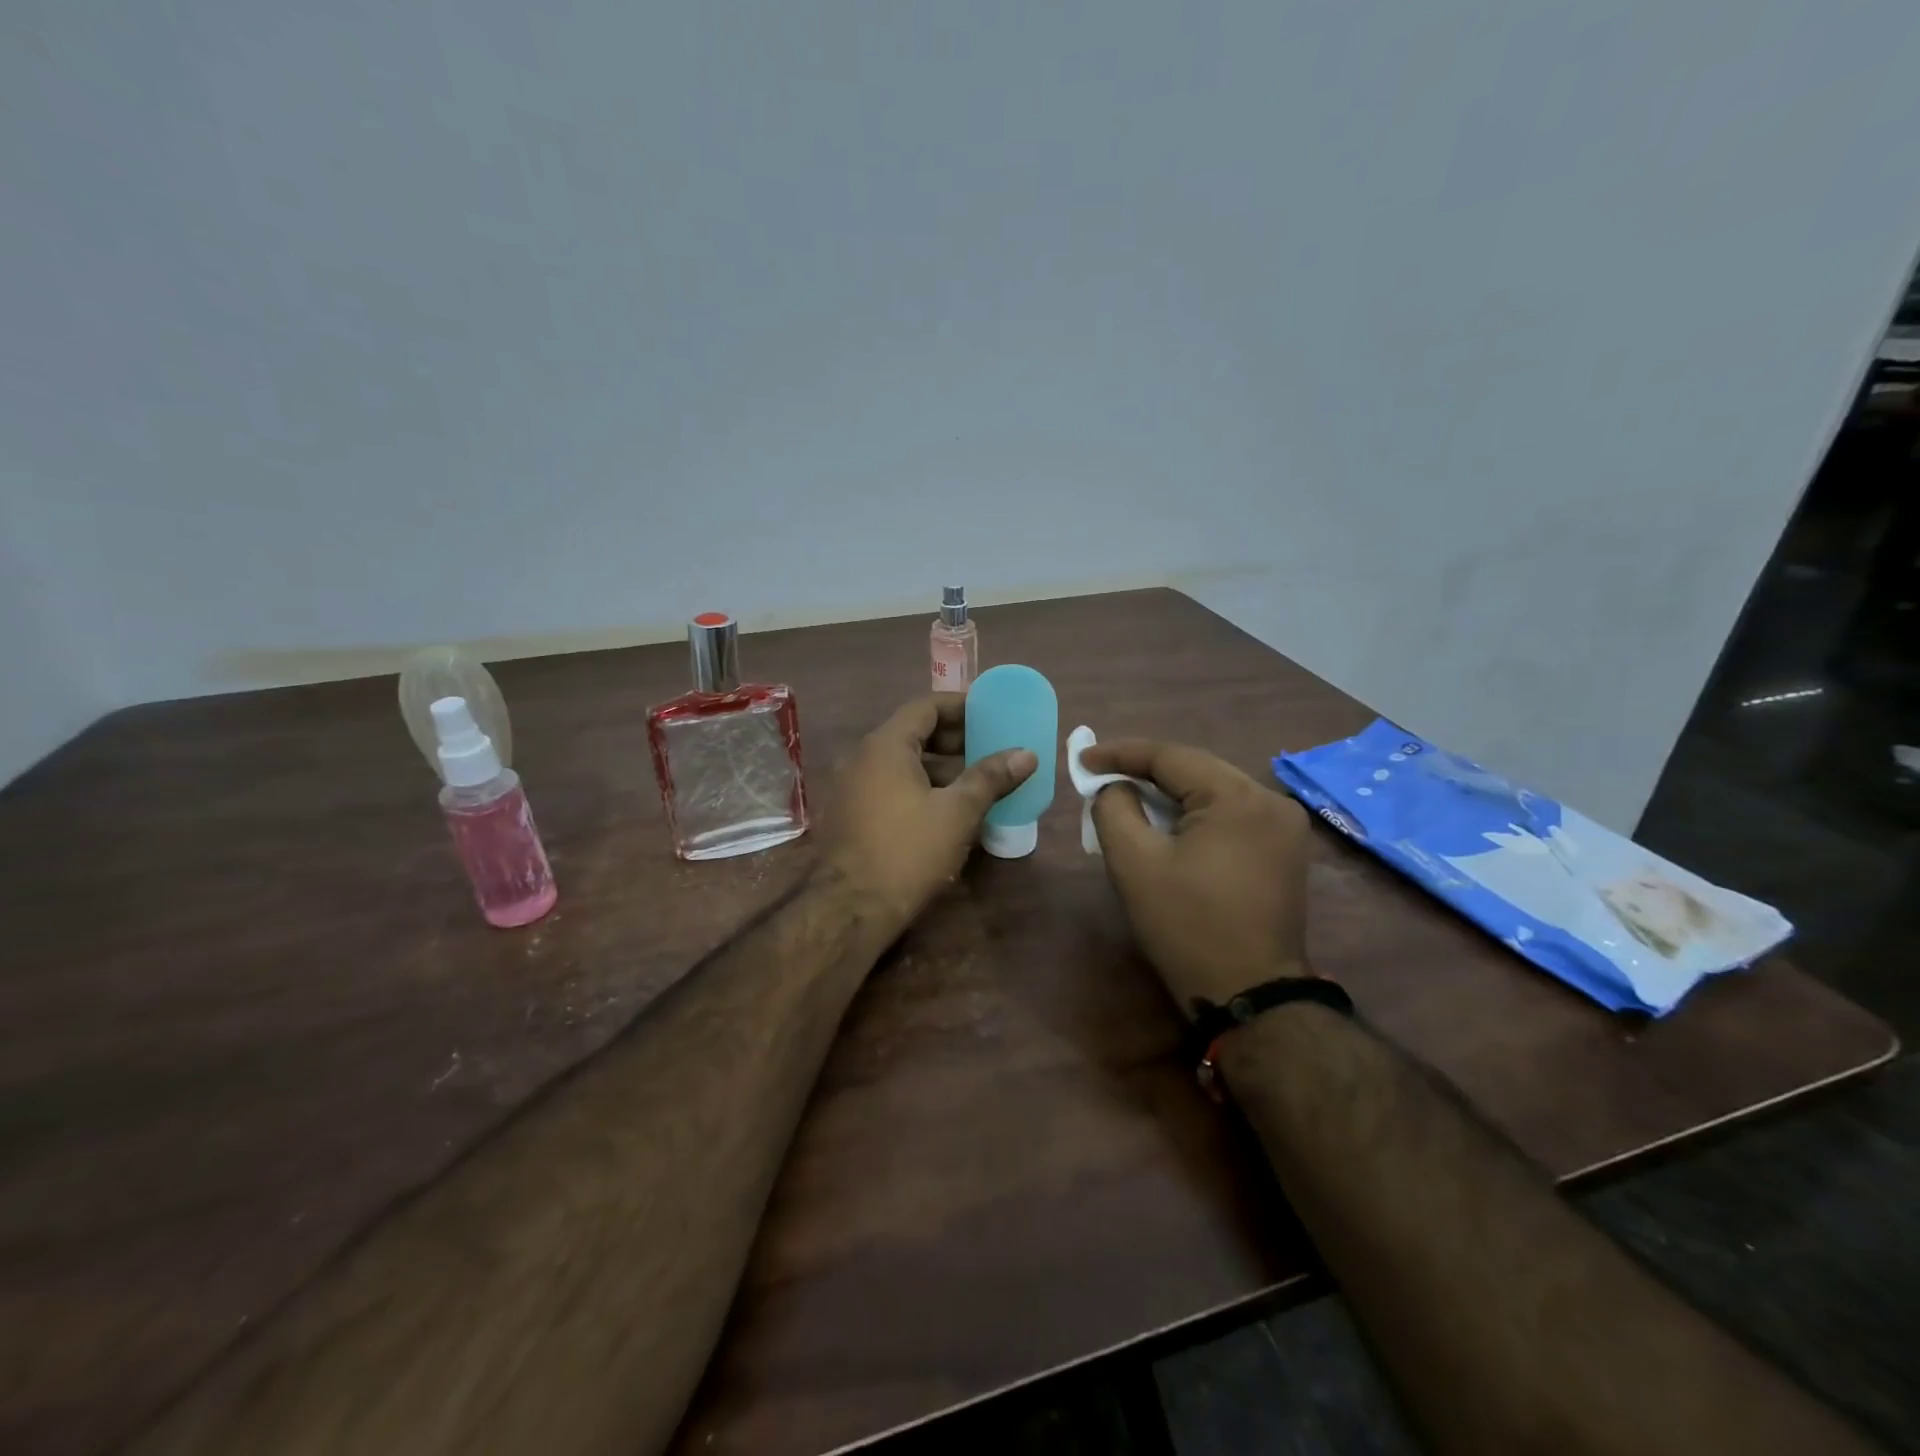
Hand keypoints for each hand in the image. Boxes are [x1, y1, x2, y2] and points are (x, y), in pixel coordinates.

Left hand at [822, 695, 1035, 935]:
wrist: (849, 908)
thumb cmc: (907, 851)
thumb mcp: (957, 812)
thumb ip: (990, 778)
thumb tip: (1026, 753)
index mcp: (884, 746)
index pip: (925, 707)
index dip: (960, 705)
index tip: (989, 711)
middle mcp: (861, 758)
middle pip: (912, 734)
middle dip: (953, 739)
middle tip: (989, 747)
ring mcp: (851, 788)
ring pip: (900, 764)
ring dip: (938, 768)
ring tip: (975, 782)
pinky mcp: (849, 815)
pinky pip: (888, 786)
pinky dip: (918, 788)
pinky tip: (945, 810)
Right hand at [1084, 738, 1312, 1014]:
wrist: (1250, 995)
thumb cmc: (1187, 927)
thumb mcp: (1134, 864)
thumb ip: (1114, 808)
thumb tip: (1114, 786)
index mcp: (1238, 797)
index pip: (1170, 756)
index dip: (1120, 753)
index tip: (1082, 758)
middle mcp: (1270, 800)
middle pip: (1195, 769)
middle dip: (1144, 772)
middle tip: (1100, 778)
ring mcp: (1285, 825)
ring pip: (1213, 790)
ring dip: (1170, 793)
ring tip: (1127, 798)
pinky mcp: (1285, 848)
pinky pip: (1231, 813)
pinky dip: (1195, 813)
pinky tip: (1169, 824)